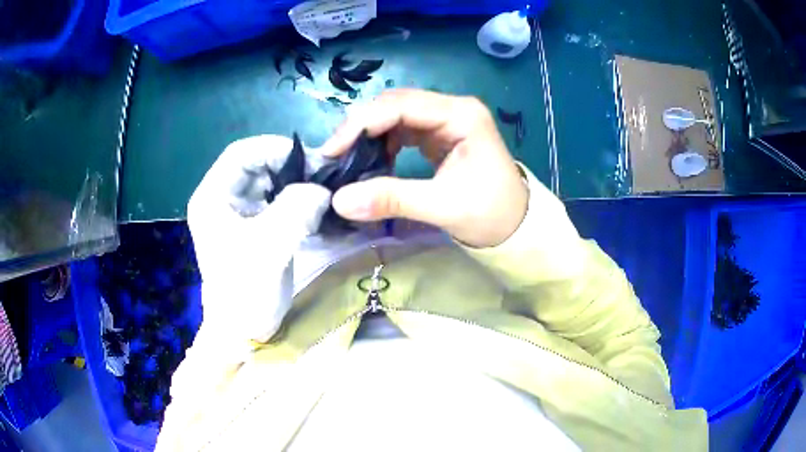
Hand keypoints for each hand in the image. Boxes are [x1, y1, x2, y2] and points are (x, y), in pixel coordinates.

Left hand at [188, 134, 330, 342]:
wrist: (242, 332)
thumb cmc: (245, 291)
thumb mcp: (269, 247)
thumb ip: (296, 210)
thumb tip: (322, 190)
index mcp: (212, 197)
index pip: (241, 153)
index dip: (275, 148)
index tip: (311, 158)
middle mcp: (222, 199)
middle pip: (256, 166)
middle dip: (290, 166)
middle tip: (324, 174)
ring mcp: (238, 215)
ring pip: (269, 183)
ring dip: (296, 183)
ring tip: (324, 189)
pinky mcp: (253, 229)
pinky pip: (276, 203)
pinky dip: (296, 201)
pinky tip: (316, 208)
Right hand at [321, 89, 528, 247]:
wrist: (517, 226)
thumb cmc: (491, 213)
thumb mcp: (443, 206)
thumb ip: (392, 199)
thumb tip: (339, 200)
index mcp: (461, 115)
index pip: (401, 105)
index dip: (362, 124)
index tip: (332, 150)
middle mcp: (452, 109)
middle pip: (395, 104)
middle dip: (361, 127)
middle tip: (333, 155)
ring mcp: (445, 120)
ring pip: (395, 115)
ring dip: (369, 134)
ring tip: (347, 158)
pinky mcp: (439, 134)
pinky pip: (402, 129)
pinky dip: (382, 142)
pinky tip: (371, 160)